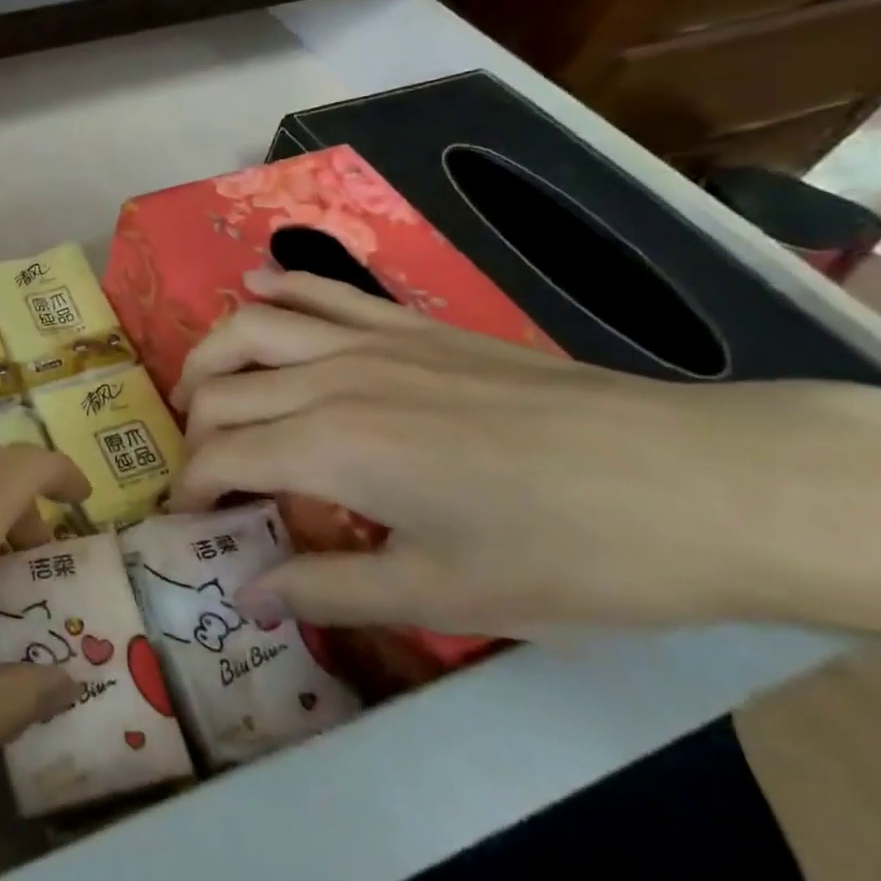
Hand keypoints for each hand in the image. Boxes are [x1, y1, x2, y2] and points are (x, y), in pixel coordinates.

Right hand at [169, 269, 880, 638]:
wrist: (693, 482)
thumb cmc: (566, 554)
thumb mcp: (442, 595)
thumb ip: (328, 589)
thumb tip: (246, 594)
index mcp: (330, 448)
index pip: (223, 458)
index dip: (192, 492)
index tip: (187, 524)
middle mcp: (330, 379)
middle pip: (223, 391)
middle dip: (194, 435)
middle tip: (202, 476)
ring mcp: (369, 341)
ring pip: (252, 327)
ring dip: (210, 356)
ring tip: (198, 389)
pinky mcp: (409, 325)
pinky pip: (322, 290)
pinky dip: (278, 285)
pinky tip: (255, 286)